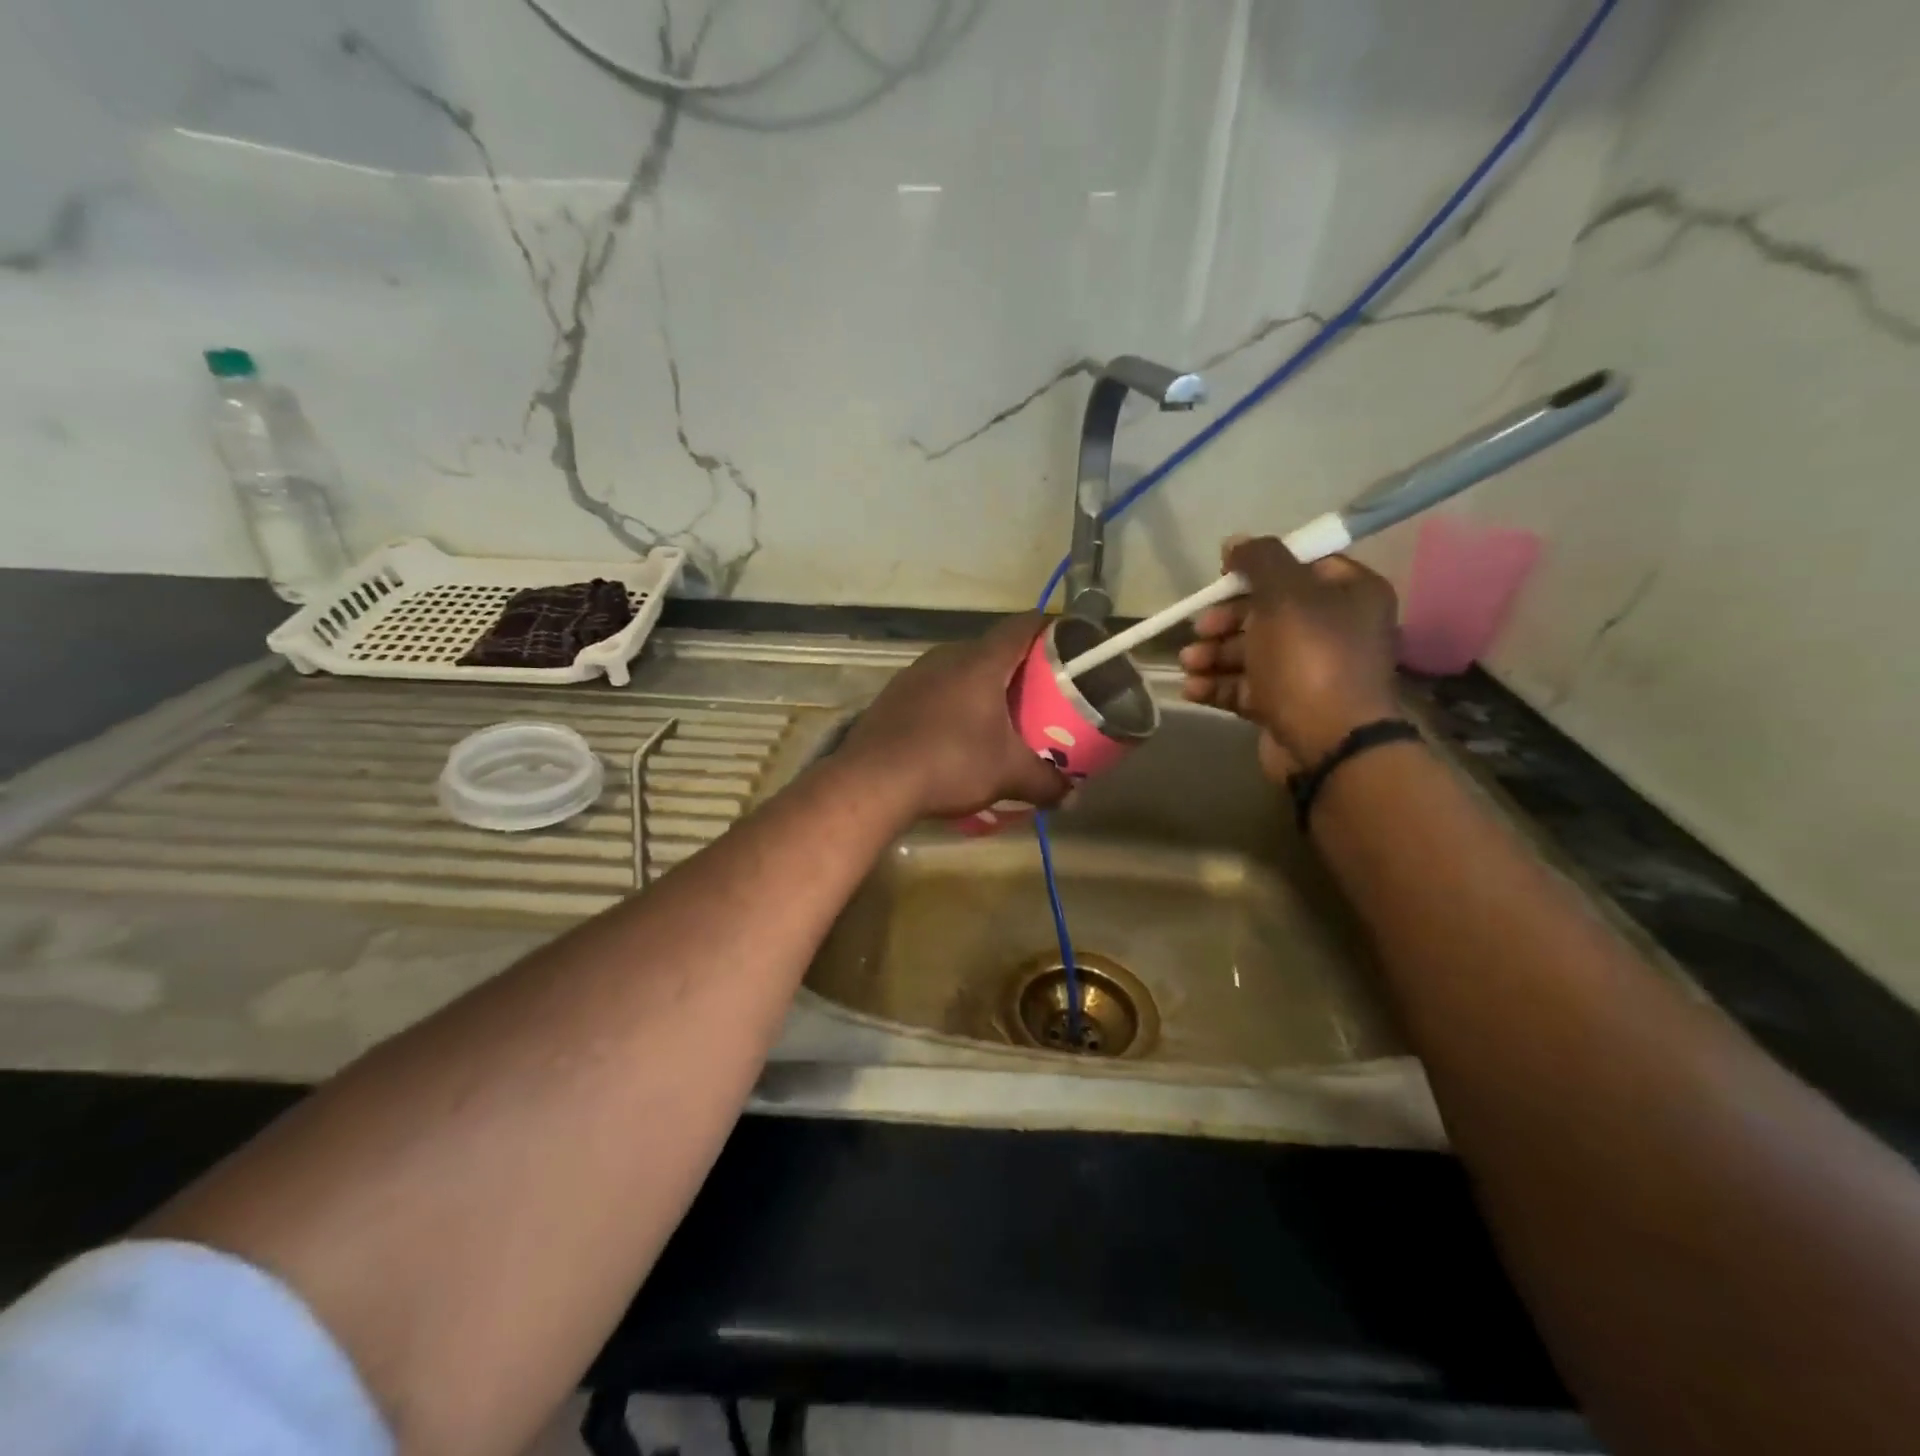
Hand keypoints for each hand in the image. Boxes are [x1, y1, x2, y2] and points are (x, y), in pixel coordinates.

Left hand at [841, 614, 1070, 818]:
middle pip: (991, 648)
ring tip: (998, 714)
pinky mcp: (893, 695)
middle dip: (1017, 666)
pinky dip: (951, 701)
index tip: (1068, 643)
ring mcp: (915, 674)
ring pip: (959, 668)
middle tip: (1039, 692)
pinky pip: (934, 687)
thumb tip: (1073, 796)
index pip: (1022, 626)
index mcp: (981, 662)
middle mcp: (947, 656)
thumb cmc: (950, 764)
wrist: (873, 781)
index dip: (1049, 628)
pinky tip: (954, 731)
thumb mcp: (1007, 775)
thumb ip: (1045, 782)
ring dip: (981, 685)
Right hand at [1179, 536, 1400, 778]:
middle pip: (1268, 612)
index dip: (1258, 569)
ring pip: (1252, 652)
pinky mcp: (1286, 707)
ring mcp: (1309, 672)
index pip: (1301, 567)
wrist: (1328, 744)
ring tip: (1188, 663)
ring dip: (1213, 654)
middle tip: (1200, 628)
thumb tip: (1236, 542)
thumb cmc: (1309, 659)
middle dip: (1225, 621)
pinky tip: (1191, 689)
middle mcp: (1334, 630)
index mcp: (1350, 595)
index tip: (1222, 578)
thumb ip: (1260, 560)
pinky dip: (1217, 685)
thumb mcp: (1284, 595)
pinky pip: (1246, 688)